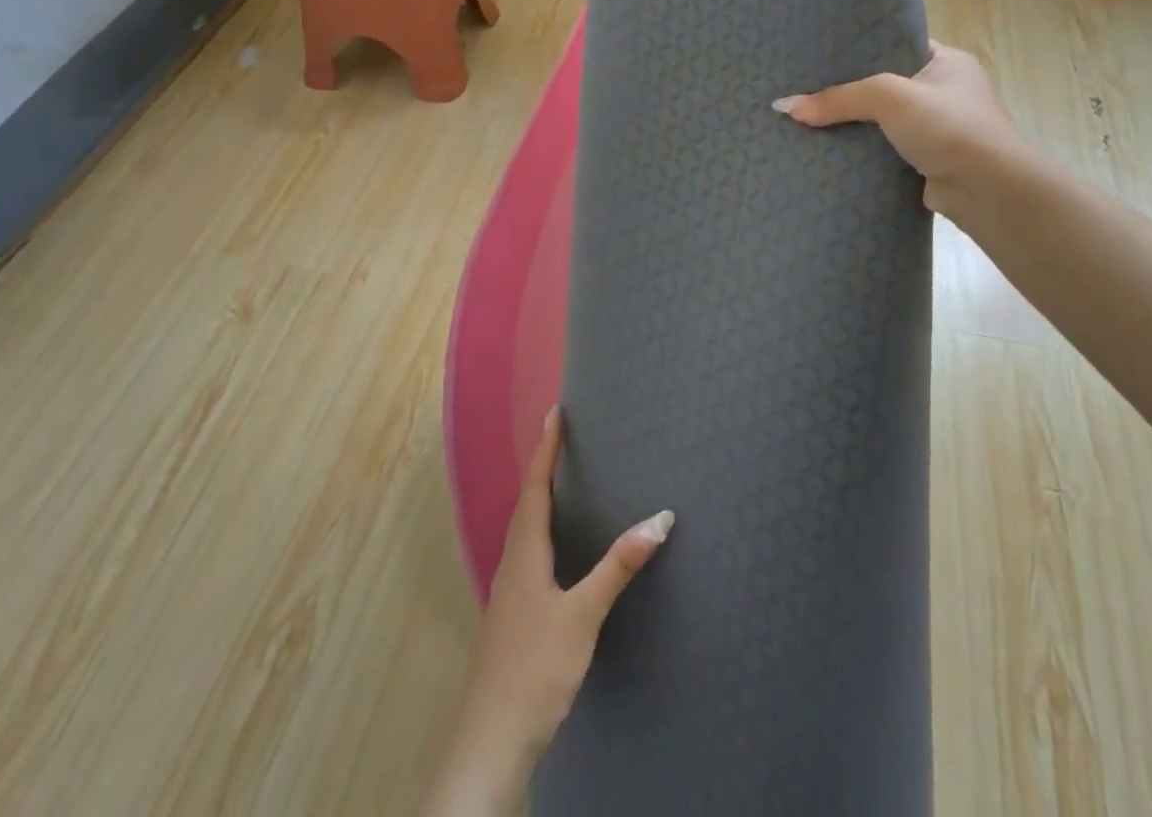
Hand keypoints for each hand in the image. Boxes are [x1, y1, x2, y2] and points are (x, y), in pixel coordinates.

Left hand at [420, 408, 672, 815]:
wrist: (493, 737)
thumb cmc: (537, 667)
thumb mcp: (583, 615)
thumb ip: (618, 567)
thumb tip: (658, 519)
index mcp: (525, 552)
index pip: (536, 486)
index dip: (546, 449)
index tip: (555, 413)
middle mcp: (513, 562)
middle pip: (528, 502)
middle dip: (544, 466)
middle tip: (562, 437)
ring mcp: (510, 590)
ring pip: (526, 529)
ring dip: (542, 498)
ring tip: (563, 480)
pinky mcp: (514, 613)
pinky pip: (529, 552)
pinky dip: (543, 530)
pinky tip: (558, 547)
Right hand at [773, 41, 1024, 218]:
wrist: (989, 192)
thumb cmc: (948, 127)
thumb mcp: (889, 97)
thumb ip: (838, 98)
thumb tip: (783, 107)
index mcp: (947, 62)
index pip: (895, 46)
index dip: (859, 49)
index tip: (819, 53)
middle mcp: (944, 93)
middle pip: (883, 86)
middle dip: (847, 90)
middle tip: (803, 87)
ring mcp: (937, 130)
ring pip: (881, 121)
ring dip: (852, 125)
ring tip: (805, 118)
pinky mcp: (926, 163)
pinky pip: (883, 150)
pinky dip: (860, 152)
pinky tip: (826, 150)